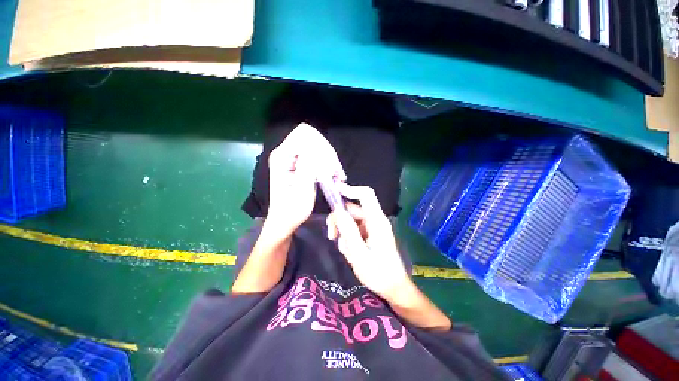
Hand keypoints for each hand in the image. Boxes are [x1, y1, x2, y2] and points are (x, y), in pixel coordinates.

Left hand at [267, 123, 344, 234]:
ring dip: (330, 161)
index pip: (304, 134)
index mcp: (282, 157)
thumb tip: (317, 149)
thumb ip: (308, 167)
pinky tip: (334, 177)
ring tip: (337, 177)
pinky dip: (327, 165)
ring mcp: (292, 158)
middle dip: (328, 154)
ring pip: (317, 147)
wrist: (285, 221)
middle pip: (312, 139)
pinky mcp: (299, 164)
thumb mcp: (302, 191)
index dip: (320, 146)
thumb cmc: (292, 210)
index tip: (330, 166)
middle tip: (337, 174)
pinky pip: (317, 156)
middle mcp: (286, 153)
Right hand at [326, 184, 410, 301]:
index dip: (350, 189)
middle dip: (339, 220)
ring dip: (343, 233)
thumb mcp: (360, 254)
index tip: (333, 191)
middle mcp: (374, 220)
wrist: (393, 288)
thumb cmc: (379, 273)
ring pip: (350, 220)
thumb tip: (338, 211)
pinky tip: (351, 252)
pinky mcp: (368, 233)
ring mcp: (371, 227)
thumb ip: (349, 232)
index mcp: (376, 221)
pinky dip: (348, 238)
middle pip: (352, 209)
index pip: (366, 195)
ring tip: (347, 252)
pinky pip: (353, 229)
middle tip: (331, 236)